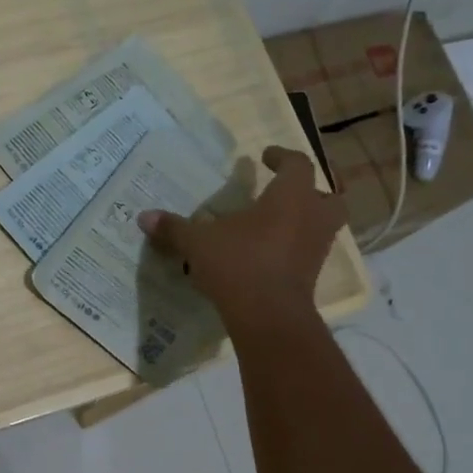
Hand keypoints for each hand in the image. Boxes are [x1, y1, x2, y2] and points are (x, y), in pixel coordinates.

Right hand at [139, 145, 340, 327]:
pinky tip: (268, 256)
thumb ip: (174, 228)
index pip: (298, 164)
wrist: (267, 315)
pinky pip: (309, 254)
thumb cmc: (238, 263)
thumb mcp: (198, 242)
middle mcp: (311, 218)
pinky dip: (295, 250)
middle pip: (329, 196)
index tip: (264, 157)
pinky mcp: (312, 276)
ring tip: (275, 226)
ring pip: (324, 226)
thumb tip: (144, 217)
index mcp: (290, 196)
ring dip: (305, 222)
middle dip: (311, 192)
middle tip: (285, 194)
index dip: (283, 157)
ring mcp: (317, 249)